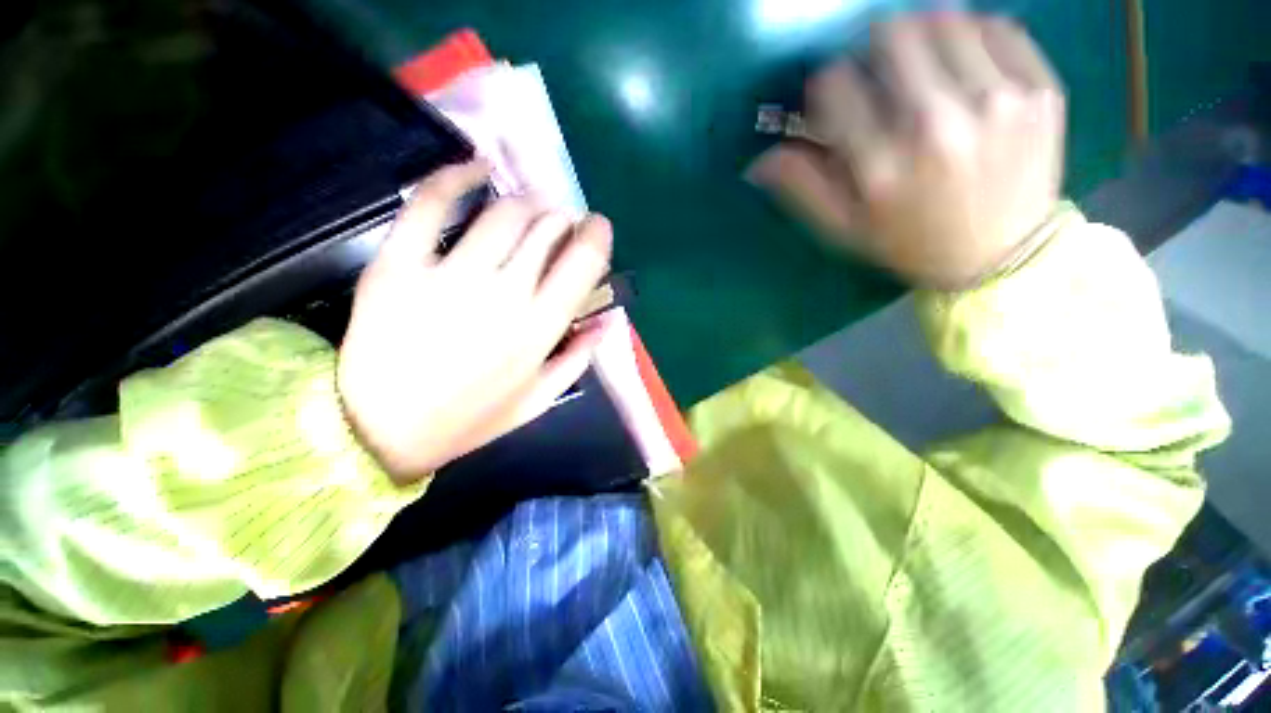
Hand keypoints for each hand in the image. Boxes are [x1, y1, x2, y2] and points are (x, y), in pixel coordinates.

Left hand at [337, 162, 612, 482]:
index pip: (584, 261)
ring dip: (526, 200)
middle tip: (558, 222)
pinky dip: (457, 176)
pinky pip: (430, 203)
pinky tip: (477, 168)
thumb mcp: (538, 399)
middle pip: (547, 228)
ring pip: (503, 212)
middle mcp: (505, 294)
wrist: (379, 430)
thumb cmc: (470, 418)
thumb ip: (578, 357)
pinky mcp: (399, 263)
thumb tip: (608, 320)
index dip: (596, 234)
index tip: (596, 226)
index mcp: (541, 328)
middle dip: (561, 217)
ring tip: (529, 206)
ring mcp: (450, 275)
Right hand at [750, 14, 1065, 289]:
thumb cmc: (910, 245)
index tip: (834, 100)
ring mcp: (998, 101)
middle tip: (878, 71)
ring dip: (922, 35)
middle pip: (893, 36)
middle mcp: (940, 125)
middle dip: (873, 48)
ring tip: (922, 65)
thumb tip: (758, 161)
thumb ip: (802, 190)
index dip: (827, 86)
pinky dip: (973, 36)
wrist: (1000, 258)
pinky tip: (964, 66)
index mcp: (883, 167)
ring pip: (946, 20)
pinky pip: (998, 29)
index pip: (836, 87)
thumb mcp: (845, 230)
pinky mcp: (1040, 91)